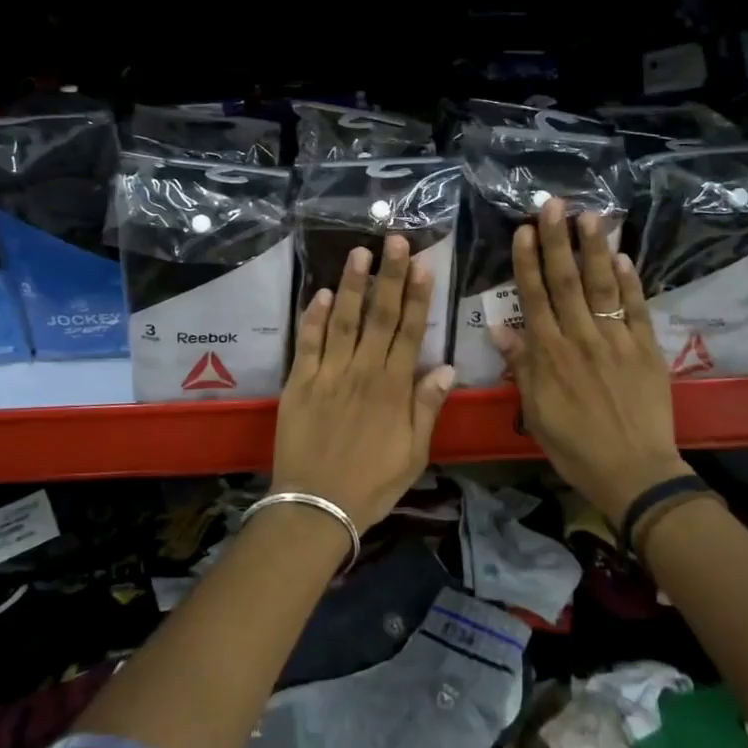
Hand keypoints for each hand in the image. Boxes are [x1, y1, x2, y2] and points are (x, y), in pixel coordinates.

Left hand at [272, 235, 455, 531]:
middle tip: (395, 240)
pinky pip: (308, 343)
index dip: (417, 297)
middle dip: (390, 276)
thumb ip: (427, 407)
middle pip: (380, 316)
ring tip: (360, 252)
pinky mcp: (300, 382)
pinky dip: (314, 317)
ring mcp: (329, 374)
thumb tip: (447, 367)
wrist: (316, 507)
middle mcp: (363, 371)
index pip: (410, 331)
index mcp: (393, 388)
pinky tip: (322, 293)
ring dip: (353, 285)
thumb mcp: (413, 453)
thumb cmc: (372, 484)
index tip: (423, 265)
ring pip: (344, 320)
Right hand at [491, 199, 691, 523]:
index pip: (534, 297)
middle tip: (553, 204)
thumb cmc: (575, 446)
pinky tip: (624, 257)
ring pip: (602, 286)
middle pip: (566, 281)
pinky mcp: (646, 349)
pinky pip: (636, 309)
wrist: (633, 471)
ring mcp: (616, 340)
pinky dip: (630, 282)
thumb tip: (500, 328)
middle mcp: (580, 337)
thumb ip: (522, 366)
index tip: (523, 230)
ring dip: (594, 249)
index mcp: (550, 354)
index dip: (527, 261)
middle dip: (558, 240)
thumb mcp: (536, 412)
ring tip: (590, 215)